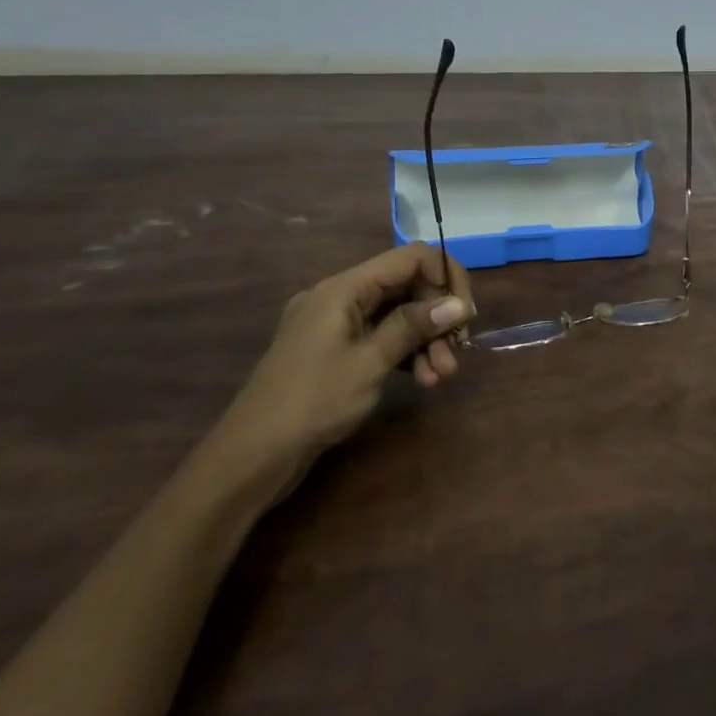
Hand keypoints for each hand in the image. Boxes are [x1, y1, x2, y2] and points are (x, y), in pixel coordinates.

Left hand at [217, 245, 474, 480]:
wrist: (250, 458)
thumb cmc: (313, 402)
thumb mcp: (370, 362)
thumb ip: (414, 326)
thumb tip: (458, 305)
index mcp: (344, 287)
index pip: (411, 258)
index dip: (445, 278)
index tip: (464, 314)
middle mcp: (340, 296)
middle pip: (406, 287)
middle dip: (436, 316)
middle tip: (457, 352)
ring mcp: (335, 324)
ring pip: (396, 315)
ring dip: (424, 340)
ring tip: (441, 376)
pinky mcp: (334, 351)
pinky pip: (379, 337)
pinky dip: (404, 353)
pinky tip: (422, 379)